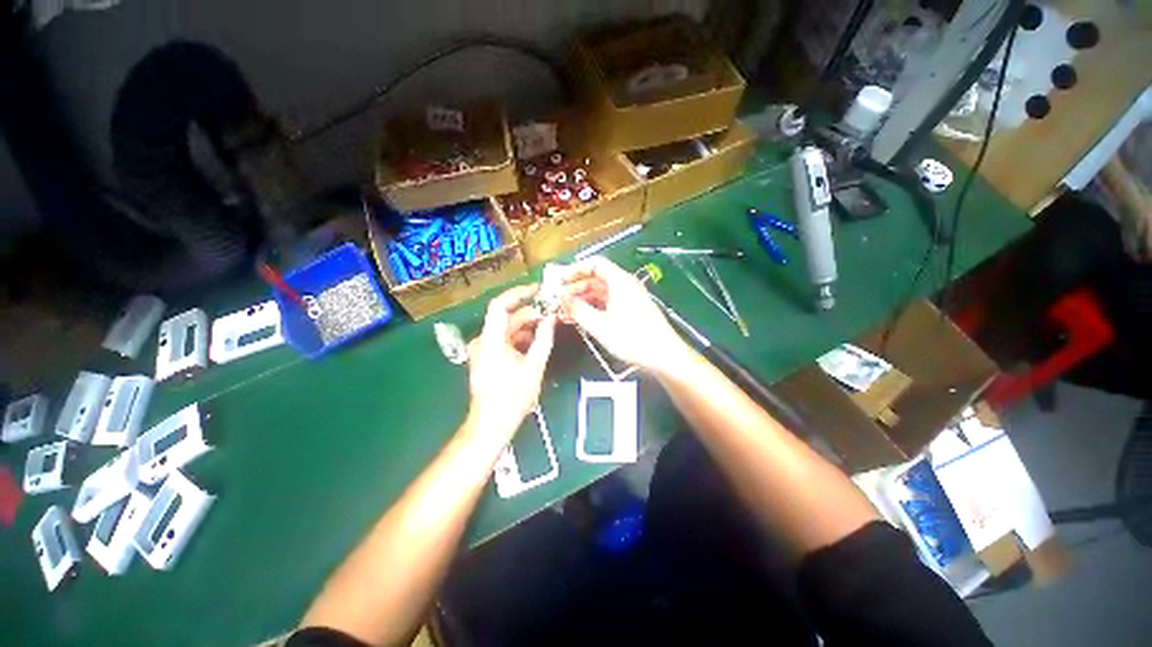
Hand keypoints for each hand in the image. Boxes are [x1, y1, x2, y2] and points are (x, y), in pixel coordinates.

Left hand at [466, 284, 556, 443]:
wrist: (491, 424)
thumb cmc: (512, 397)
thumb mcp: (534, 366)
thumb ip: (543, 339)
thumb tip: (551, 318)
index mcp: (491, 340)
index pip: (500, 305)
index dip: (518, 293)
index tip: (537, 290)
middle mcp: (482, 341)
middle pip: (506, 318)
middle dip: (529, 314)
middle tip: (550, 314)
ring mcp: (482, 350)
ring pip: (505, 330)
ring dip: (525, 327)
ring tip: (546, 328)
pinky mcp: (485, 359)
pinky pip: (502, 341)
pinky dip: (518, 339)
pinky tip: (534, 343)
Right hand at [558, 256, 689, 372]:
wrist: (663, 355)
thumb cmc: (631, 337)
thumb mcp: (599, 325)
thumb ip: (578, 310)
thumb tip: (563, 300)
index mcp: (619, 281)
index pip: (594, 264)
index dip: (575, 269)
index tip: (559, 280)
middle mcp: (625, 285)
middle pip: (596, 278)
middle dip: (576, 287)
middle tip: (559, 299)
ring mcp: (629, 298)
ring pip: (601, 292)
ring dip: (583, 299)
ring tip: (566, 311)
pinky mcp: (631, 310)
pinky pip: (608, 303)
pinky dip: (593, 307)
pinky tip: (581, 318)